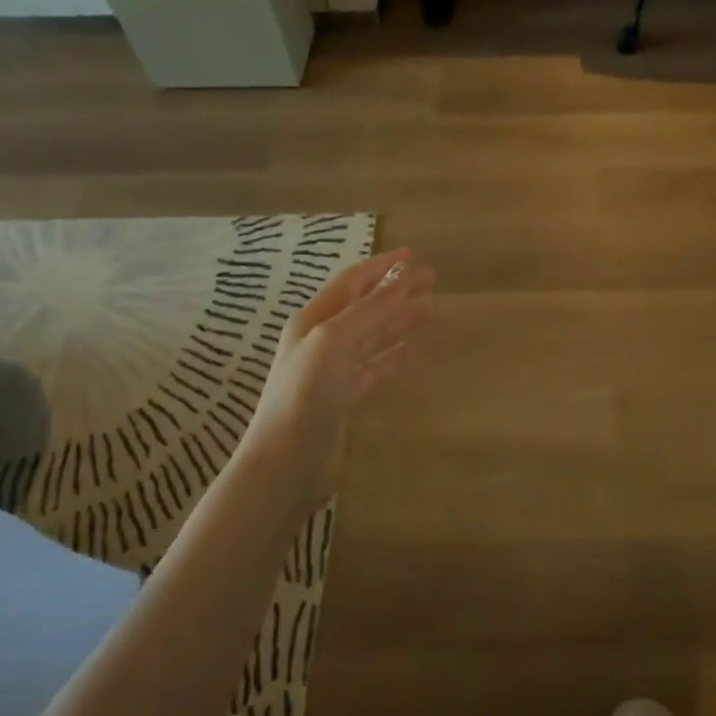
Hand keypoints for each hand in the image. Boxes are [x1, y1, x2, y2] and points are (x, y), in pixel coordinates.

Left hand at [238, 247, 434, 516]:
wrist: (286, 460)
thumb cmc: (304, 394)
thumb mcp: (332, 341)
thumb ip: (367, 313)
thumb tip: (401, 286)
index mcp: (313, 320)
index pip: (351, 283)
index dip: (380, 267)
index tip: (411, 254)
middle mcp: (321, 341)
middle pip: (365, 307)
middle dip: (395, 291)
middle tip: (430, 279)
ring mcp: (332, 371)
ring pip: (372, 336)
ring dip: (399, 321)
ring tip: (429, 309)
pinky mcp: (343, 399)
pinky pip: (373, 368)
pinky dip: (393, 357)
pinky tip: (410, 352)